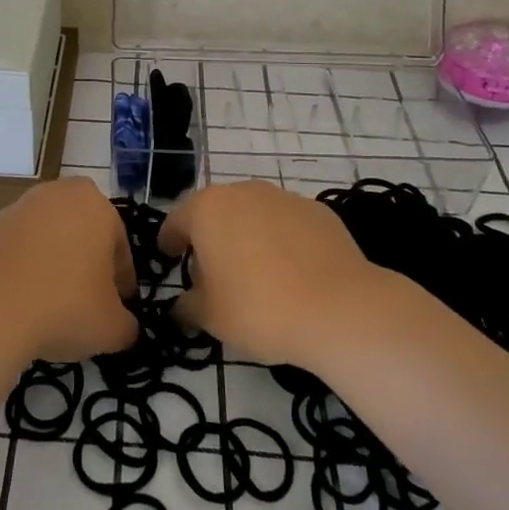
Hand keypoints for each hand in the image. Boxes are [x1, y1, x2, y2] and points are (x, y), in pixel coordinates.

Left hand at [0, 178, 137, 361]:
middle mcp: (57, 195)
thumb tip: (125, 328)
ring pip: (48, 238)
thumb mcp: (111, 327)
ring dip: (54, 264)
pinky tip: (21, 303)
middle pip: (82, 233)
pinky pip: (17, 251)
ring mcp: (17, 209)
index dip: (122, 281)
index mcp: (95, 205)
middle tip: (88, 302)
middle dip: (87, 263)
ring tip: (52, 306)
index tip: (119, 308)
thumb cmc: (63, 307)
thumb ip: (127, 325)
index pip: (119, 245)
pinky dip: (23, 271)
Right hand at [161, 181, 379, 367]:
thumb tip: (182, 305)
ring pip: (253, 214)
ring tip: (255, 273)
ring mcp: (284, 197)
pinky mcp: (318, 211)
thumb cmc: (260, 308)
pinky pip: (287, 224)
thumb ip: (188, 306)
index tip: (168, 256)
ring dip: (247, 236)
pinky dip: (282, 241)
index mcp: (207, 209)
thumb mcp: (210, 317)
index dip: (169, 240)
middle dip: (210, 237)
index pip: (176, 220)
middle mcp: (243, 192)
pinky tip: (291, 273)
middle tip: (211, 272)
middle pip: (216, 212)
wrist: (340, 308)